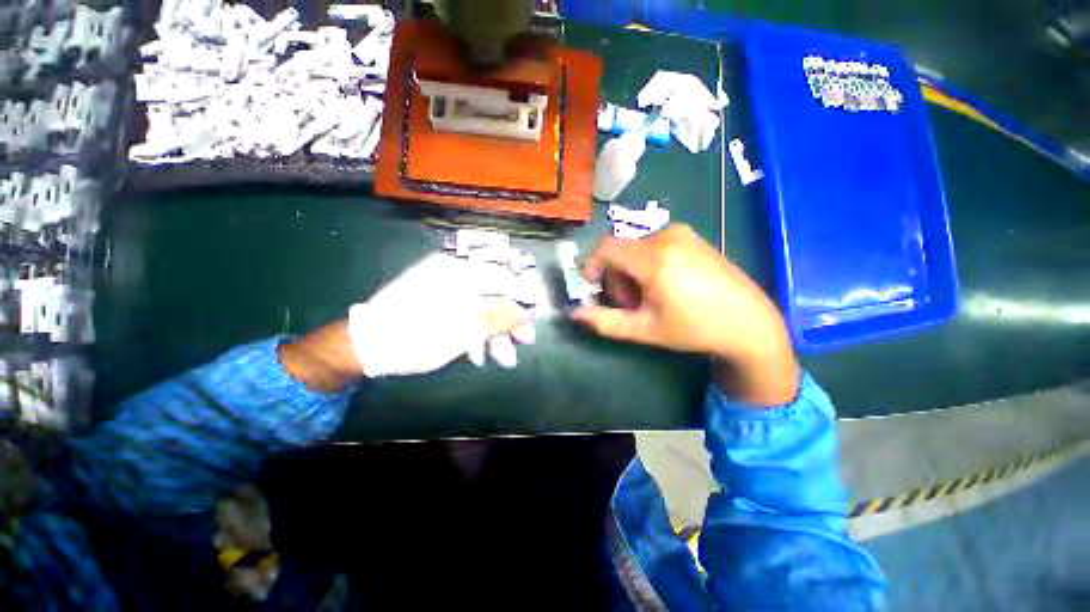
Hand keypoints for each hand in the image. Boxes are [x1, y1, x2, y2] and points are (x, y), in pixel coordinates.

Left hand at [348, 253, 531, 377]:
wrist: (367, 346)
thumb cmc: (418, 334)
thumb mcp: (464, 328)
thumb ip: (498, 318)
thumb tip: (526, 314)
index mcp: (459, 271)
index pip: (504, 277)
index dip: (523, 298)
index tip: (534, 318)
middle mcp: (453, 274)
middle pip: (494, 294)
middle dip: (510, 321)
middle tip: (524, 342)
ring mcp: (444, 290)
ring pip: (480, 308)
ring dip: (494, 334)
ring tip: (502, 359)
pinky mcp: (437, 304)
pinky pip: (464, 314)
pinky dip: (474, 334)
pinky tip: (476, 354)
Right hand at [572, 225, 798, 405]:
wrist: (749, 323)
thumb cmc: (695, 329)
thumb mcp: (645, 330)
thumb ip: (606, 322)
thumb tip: (575, 314)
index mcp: (654, 258)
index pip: (605, 248)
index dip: (591, 266)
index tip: (593, 288)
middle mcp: (667, 236)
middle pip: (621, 250)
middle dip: (615, 277)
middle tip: (630, 304)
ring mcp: (683, 233)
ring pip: (637, 248)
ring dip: (632, 272)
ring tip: (649, 298)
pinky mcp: (693, 237)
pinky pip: (655, 245)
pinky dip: (648, 264)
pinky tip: (666, 285)